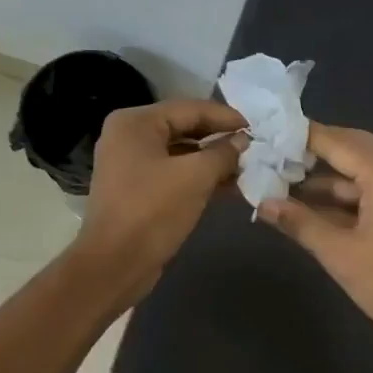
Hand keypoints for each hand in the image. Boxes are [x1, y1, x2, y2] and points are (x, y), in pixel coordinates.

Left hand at [72, 98, 245, 300]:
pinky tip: (228, 187)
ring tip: (247, 168)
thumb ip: (223, 153)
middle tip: (254, 147)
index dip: (226, 117)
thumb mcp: (195, 176)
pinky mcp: (137, 190)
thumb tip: (243, 142)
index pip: (190, 108)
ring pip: (180, 153)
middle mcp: (129, 136)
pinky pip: (173, 173)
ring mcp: (130, 164)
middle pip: (184, 128)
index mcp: (135, 123)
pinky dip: (198, 178)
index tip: (257, 128)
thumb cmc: (153, 211)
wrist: (116, 264)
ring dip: (213, 161)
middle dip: (220, 139)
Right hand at [258, 124, 372, 346]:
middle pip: (353, 149)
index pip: (339, 142)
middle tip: (276, 152)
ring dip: (326, 178)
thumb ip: (300, 223)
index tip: (270, 132)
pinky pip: (369, 193)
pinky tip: (309, 208)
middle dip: (315, 151)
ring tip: (282, 181)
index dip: (305, 136)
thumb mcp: (338, 253)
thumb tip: (262, 204)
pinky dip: (341, 197)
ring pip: (360, 173)